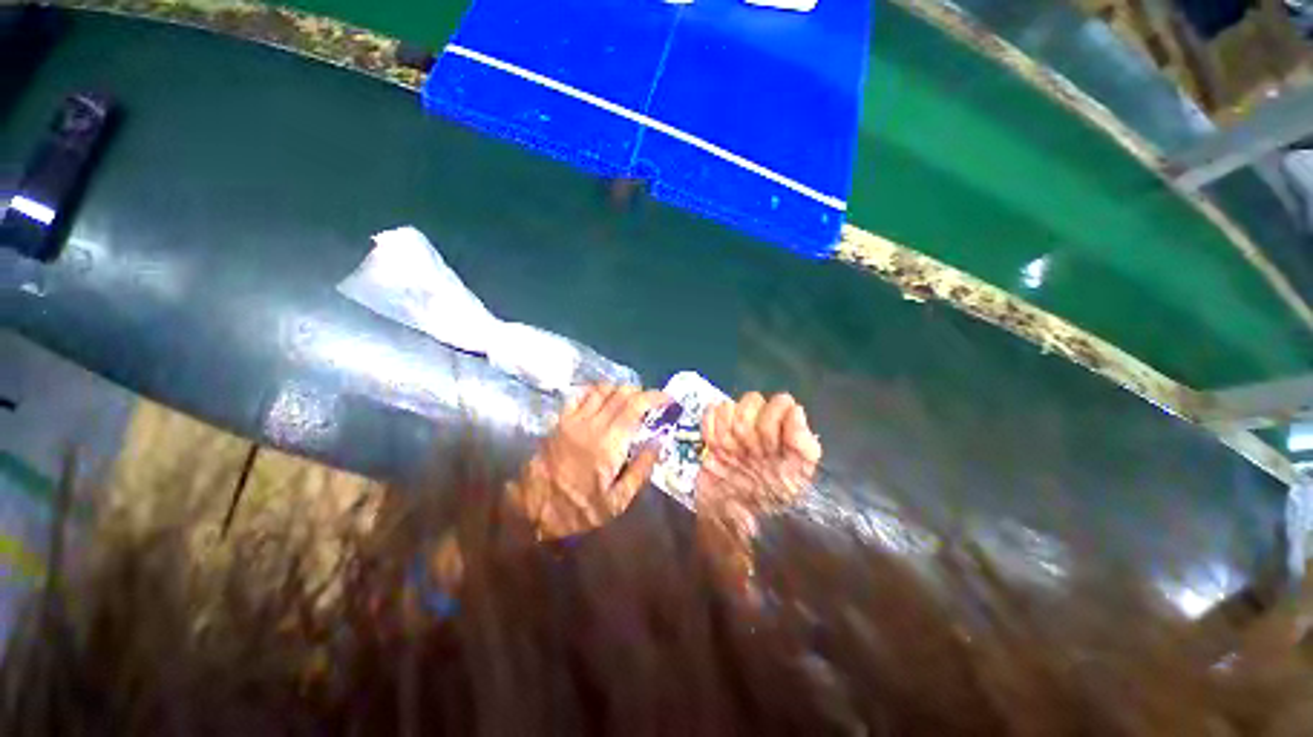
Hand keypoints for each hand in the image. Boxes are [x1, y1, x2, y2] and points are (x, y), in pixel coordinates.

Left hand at [509, 385, 666, 539]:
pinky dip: (595, 391)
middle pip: (621, 393)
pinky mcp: (560, 421)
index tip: (667, 399)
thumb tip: (658, 442)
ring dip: (620, 390)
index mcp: (610, 443)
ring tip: (628, 401)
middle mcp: (593, 424)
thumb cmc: (580, 508)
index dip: (655, 397)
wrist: (534, 508)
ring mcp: (574, 420)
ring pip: (602, 389)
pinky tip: (602, 400)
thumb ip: (641, 469)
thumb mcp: (618, 501)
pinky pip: (579, 395)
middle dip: (641, 392)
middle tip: (650, 404)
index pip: (636, 406)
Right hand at [697, 392, 821, 537]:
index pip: (782, 402)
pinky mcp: (714, 432)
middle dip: (748, 427)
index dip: (774, 419)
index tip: (770, 446)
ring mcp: (736, 427)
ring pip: (728, 406)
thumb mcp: (795, 483)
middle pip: (752, 400)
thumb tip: (796, 411)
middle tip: (748, 452)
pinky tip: (715, 446)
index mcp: (787, 435)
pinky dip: (710, 428)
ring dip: (726, 430)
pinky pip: (709, 413)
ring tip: (730, 452)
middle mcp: (763, 425)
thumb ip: (803, 446)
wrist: (728, 519)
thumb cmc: (767, 504)